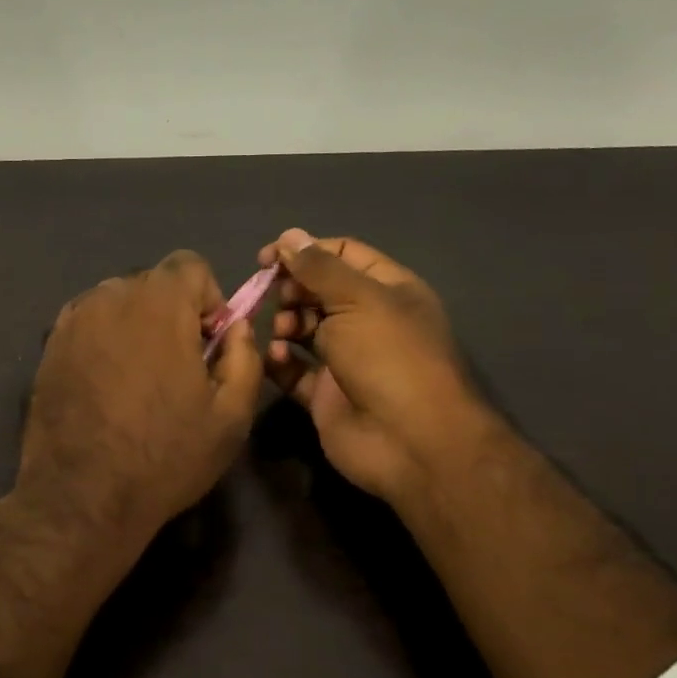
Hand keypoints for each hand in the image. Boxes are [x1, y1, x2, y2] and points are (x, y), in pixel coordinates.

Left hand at [17, 250, 263, 550]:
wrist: (82, 496)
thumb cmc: (165, 456)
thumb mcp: (231, 415)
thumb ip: (244, 356)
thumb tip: (235, 326)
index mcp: (159, 304)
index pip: (190, 265)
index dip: (208, 299)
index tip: (207, 343)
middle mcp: (110, 297)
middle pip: (152, 283)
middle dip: (173, 313)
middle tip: (177, 367)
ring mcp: (73, 320)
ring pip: (117, 302)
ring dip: (136, 326)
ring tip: (139, 380)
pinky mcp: (49, 346)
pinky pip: (88, 324)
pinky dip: (104, 340)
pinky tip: (107, 385)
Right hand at [259, 228, 487, 511]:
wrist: (410, 441)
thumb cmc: (389, 357)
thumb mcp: (358, 299)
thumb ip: (319, 267)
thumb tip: (289, 236)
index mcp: (387, 290)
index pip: (342, 254)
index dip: (305, 250)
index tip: (267, 257)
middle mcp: (367, 321)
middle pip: (318, 291)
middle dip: (292, 290)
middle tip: (276, 297)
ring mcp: (345, 359)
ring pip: (302, 329)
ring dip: (284, 324)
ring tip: (282, 332)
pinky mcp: (324, 394)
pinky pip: (293, 369)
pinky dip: (279, 361)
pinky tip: (277, 358)